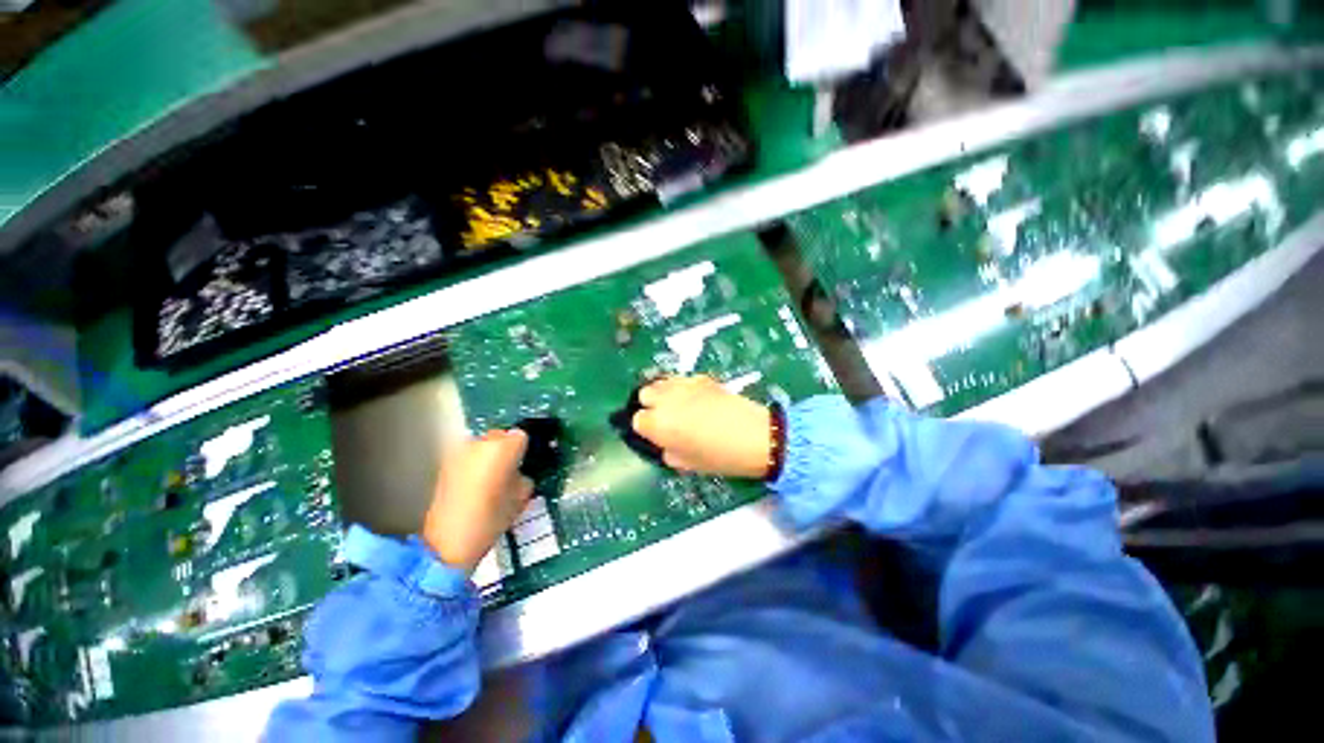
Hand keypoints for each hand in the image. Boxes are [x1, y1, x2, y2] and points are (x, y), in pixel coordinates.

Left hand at [423, 430, 533, 573]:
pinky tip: (477, 484)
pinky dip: (475, 465)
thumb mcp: (522, 496)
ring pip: (483, 446)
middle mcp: (481, 442)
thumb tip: (521, 472)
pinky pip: (468, 457)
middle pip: (500, 437)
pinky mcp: (445, 464)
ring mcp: (460, 452)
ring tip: (492, 479)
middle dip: (507, 450)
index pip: (522, 436)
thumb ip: (525, 475)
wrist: (448, 541)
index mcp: (504, 446)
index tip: (526, 463)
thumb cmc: (492, 518)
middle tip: (511, 471)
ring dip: (489, 457)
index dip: (525, 450)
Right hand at [631, 376, 771, 477]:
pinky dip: (683, 387)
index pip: (638, 420)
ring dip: (664, 393)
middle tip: (666, 418)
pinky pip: (682, 379)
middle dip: (651, 405)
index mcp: (658, 424)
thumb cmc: (719, 457)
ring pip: (661, 382)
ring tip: (678, 405)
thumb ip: (668, 450)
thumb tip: (665, 442)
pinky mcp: (701, 378)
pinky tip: (696, 399)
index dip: (647, 429)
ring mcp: (684, 385)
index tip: (658, 435)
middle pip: (645, 393)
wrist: (754, 436)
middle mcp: (665, 400)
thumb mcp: (687, 464)